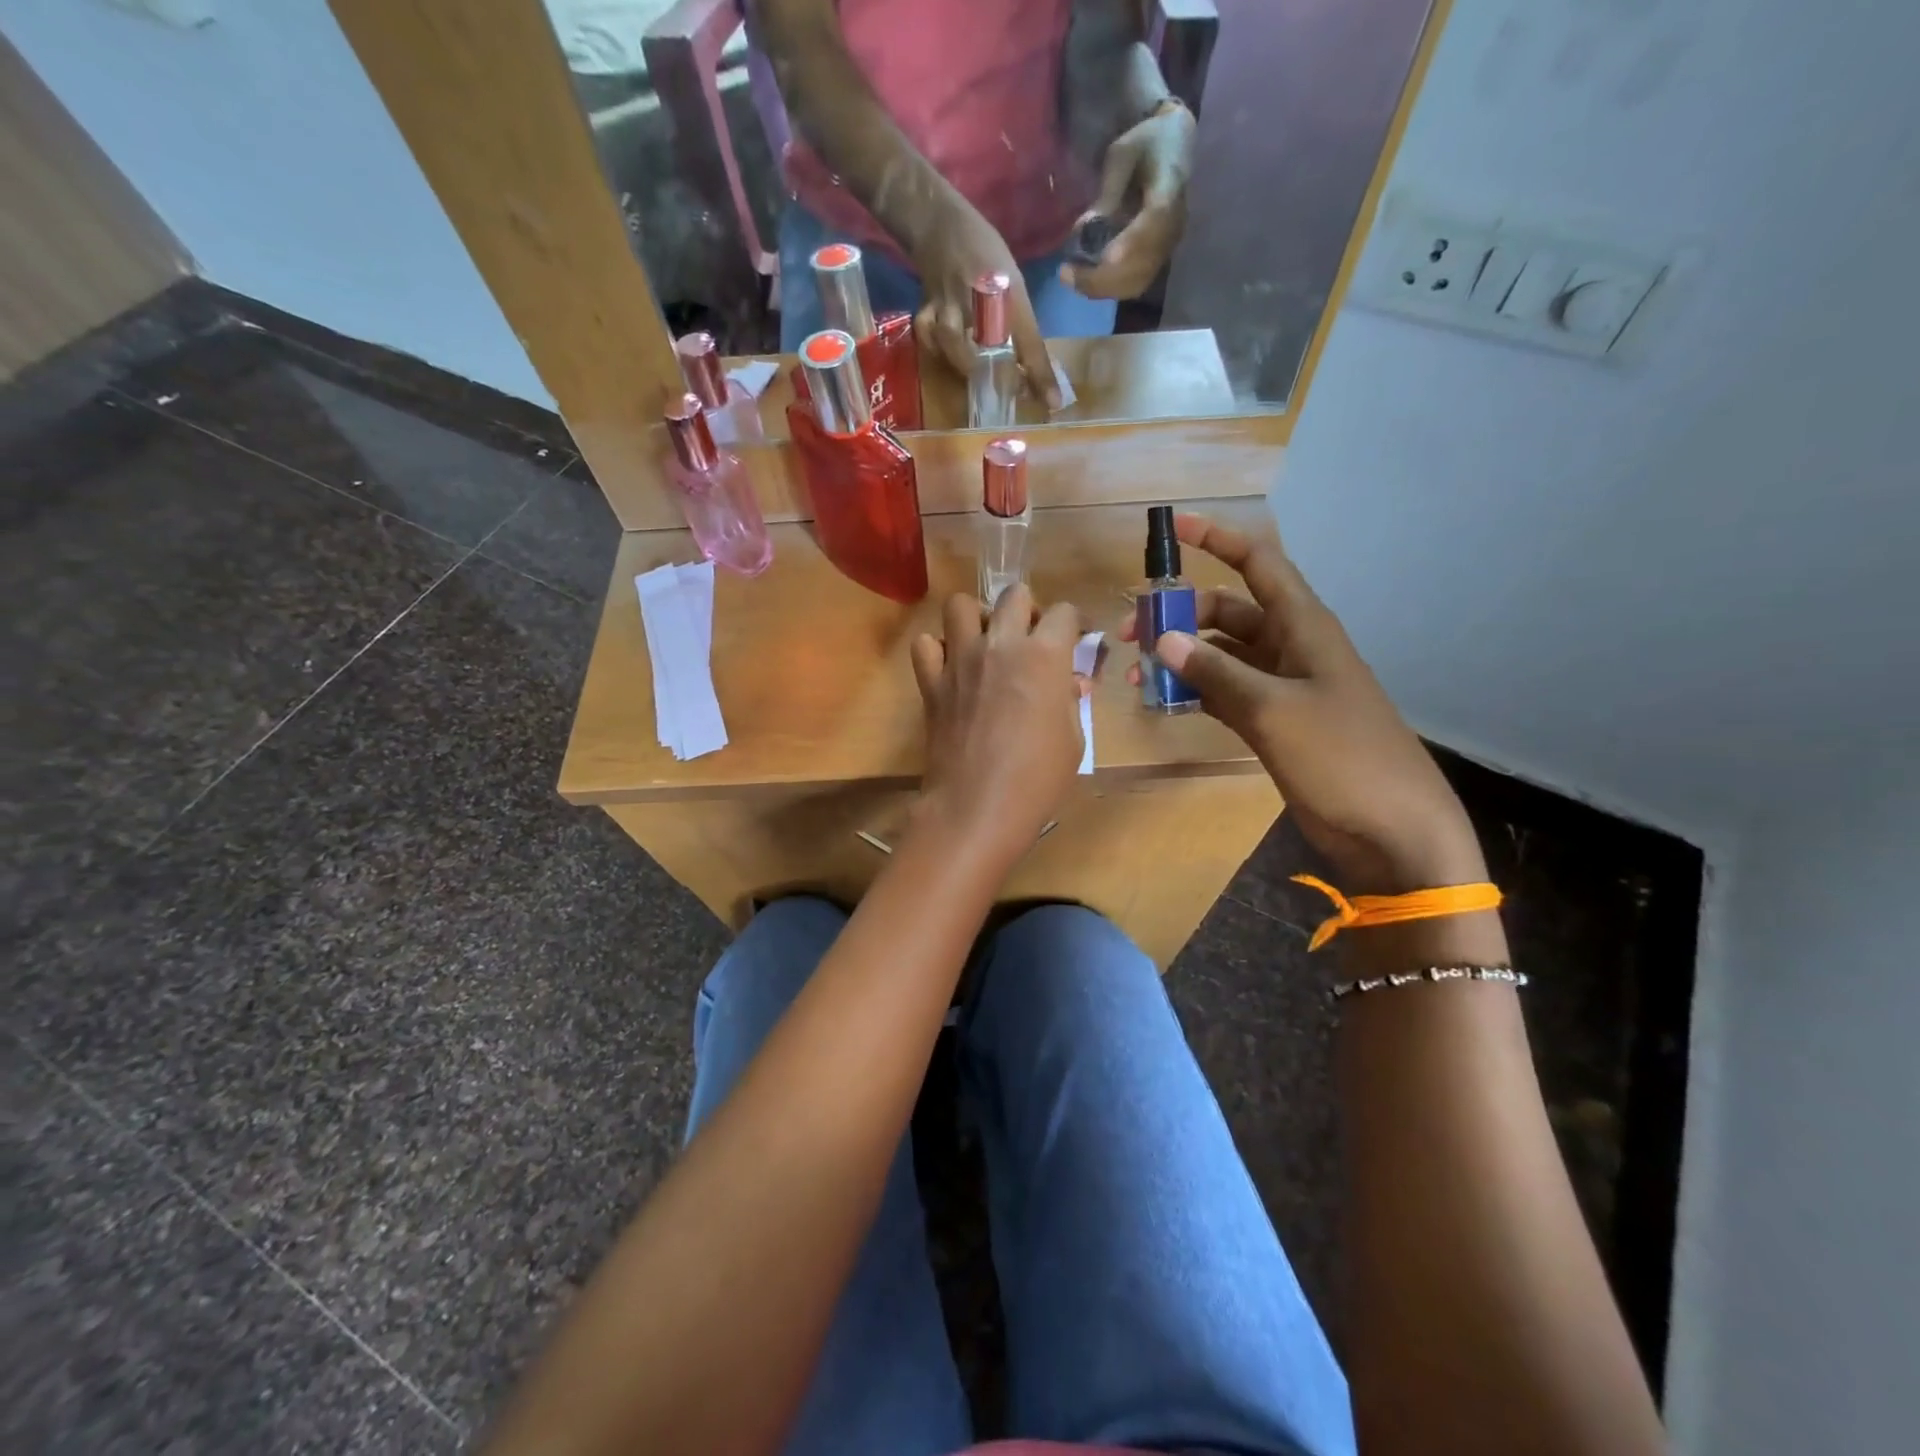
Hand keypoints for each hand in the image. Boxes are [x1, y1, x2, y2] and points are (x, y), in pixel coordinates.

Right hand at [910, 196, 1060, 407]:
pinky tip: (943, 355)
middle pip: (989, 346)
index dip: (1042, 375)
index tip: (1054, 402)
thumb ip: (1022, 325)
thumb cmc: (985, 254)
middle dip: (999, 374)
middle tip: (1011, 390)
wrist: (942, 225)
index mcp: (1010, 294)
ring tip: (975, 376)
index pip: (1030, 342)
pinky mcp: (927, 307)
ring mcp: (950, 303)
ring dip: (963, 363)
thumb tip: (1033, 371)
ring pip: (951, 340)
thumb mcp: (1013, 283)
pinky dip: (933, 349)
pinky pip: (927, 334)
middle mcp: (980, 300)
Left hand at [911, 586, 1083, 860]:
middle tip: (1030, 639)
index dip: (1074, 623)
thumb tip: (1067, 682)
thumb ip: (1070, 699)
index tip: (1076, 639)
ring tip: (986, 643)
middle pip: (1014, 595)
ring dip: (977, 617)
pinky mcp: (931, 682)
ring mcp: (960, 660)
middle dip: (1028, 610)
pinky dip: (938, 650)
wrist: (977, 806)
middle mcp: (1001, 645)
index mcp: (1045, 655)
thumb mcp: (1073, 739)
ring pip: (960, 605)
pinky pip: (926, 645)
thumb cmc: (1038, 779)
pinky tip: (951, 669)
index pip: (1065, 612)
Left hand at [1060, 101, 1195, 299]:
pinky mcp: (1157, 260)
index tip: (1106, 258)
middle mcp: (1174, 224)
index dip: (1132, 242)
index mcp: (1171, 186)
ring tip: (1070, 279)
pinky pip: (1133, 284)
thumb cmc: (1146, 144)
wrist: (1174, 149)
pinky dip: (1107, 288)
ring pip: (1136, 281)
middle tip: (1065, 274)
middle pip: (1142, 263)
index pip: (1156, 220)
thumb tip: (1086, 230)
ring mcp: (1167, 247)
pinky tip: (1084, 281)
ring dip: (1101, 287)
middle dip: (1101, 276)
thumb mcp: (1123, 154)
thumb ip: (1108, 191)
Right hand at [1121, 514, 1484, 893]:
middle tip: (1130, 635)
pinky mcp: (1275, 723)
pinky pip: (1226, 693)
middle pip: (1228, 612)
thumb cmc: (1342, 756)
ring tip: (1137, 677)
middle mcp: (1291, 648)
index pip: (1259, 564)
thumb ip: (1215, 672)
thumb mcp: (1273, 709)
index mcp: (1303, 627)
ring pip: (1222, 656)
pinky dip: (1196, 693)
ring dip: (1181, 659)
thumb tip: (1162, 638)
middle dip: (1180, 615)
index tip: (1175, 526)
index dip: (1219, 540)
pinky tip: (1164, 703)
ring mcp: (1283, 688)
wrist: (1392, 830)